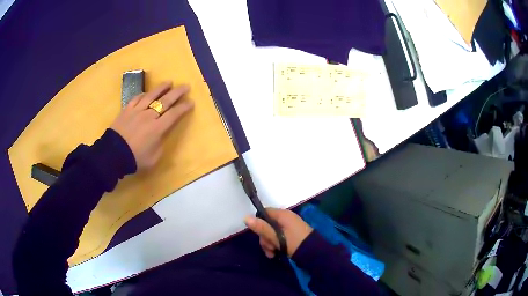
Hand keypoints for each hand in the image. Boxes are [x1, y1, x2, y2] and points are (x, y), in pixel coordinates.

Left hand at [111, 81, 192, 169]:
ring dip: (162, 88)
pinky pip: (136, 98)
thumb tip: (162, 135)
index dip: (183, 107)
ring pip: (151, 95)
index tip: (191, 102)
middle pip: (165, 101)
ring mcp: (137, 111)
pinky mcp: (126, 110)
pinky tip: (147, 93)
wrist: (113, 155)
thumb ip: (160, 145)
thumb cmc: (135, 159)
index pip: (174, 114)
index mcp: (157, 129)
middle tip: (185, 86)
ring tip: (169, 82)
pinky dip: (143, 94)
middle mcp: (149, 116)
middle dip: (177, 93)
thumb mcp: (154, 158)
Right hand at [244, 208, 312, 257]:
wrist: (314, 253)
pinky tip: (275, 253)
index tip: (260, 235)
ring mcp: (289, 226)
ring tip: (272, 254)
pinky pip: (279, 236)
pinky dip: (276, 244)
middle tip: (269, 248)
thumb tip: (246, 217)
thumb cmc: (295, 243)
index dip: (259, 223)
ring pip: (271, 232)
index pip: (264, 213)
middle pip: (267, 224)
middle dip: (265, 238)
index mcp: (283, 215)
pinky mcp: (291, 234)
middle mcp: (285, 218)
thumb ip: (262, 228)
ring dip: (269, 243)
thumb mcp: (276, 237)